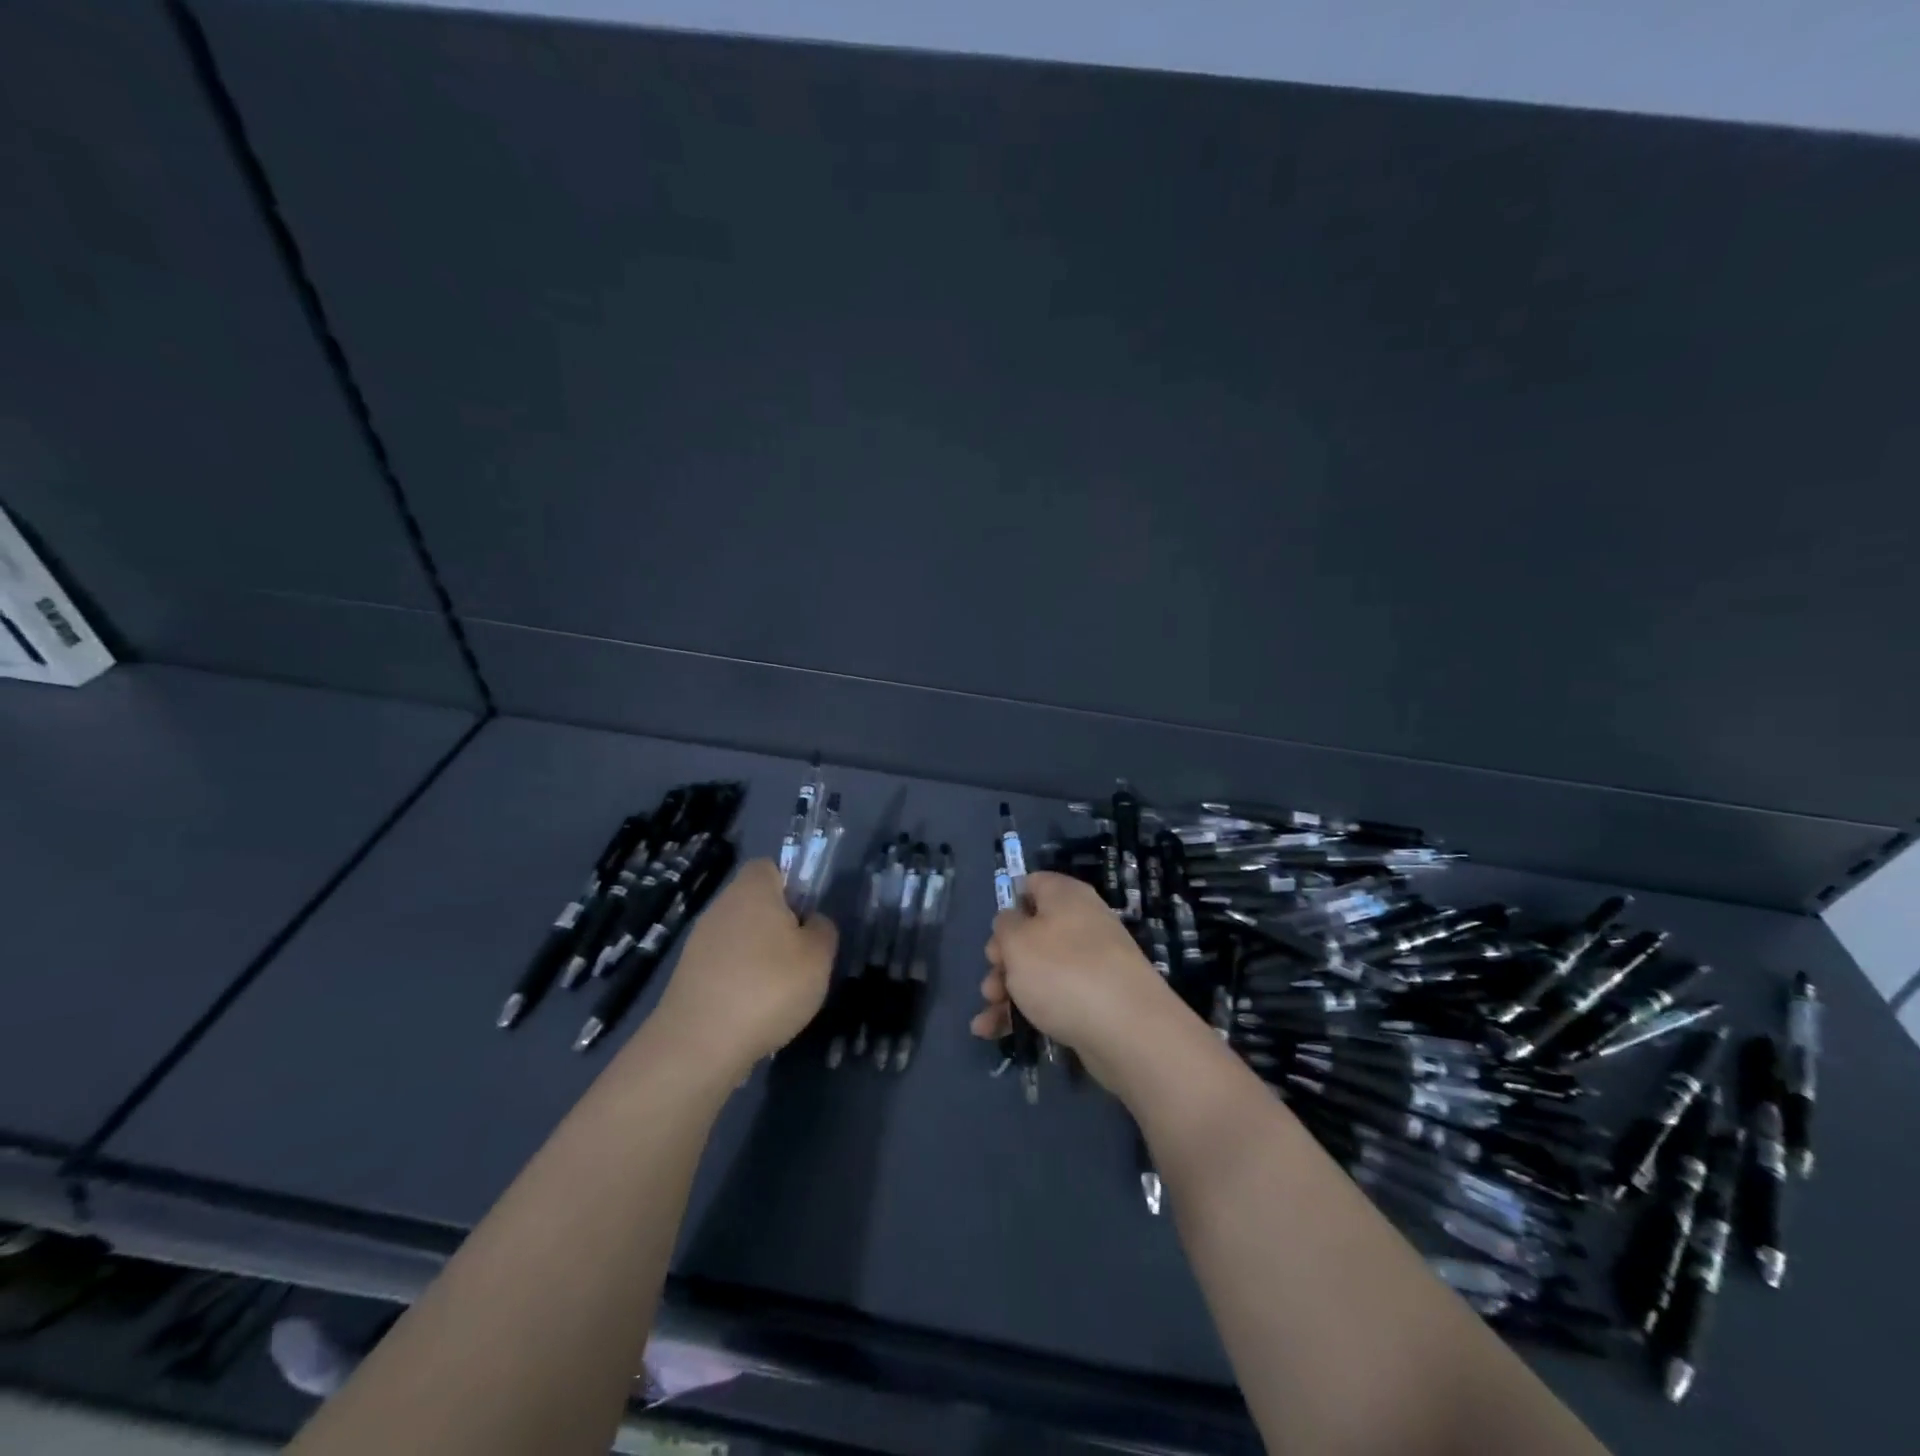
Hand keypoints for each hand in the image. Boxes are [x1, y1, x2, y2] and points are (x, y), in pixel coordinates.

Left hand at [646, 859, 836, 1076]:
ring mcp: (699, 942)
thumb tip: (812, 922)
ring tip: (781, 990)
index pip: (770, 867)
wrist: (698, 1046)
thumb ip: (823, 930)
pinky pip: (724, 966)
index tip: (808, 915)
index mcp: (752, 890)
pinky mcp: (688, 976)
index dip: (793, 884)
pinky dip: (741, 981)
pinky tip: (754, 1010)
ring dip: (760, 956)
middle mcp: (721, 907)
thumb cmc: (768, 987)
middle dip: (779, 925)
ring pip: (740, 936)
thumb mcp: (818, 957)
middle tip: (801, 956)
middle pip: (755, 903)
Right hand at [969, 871, 1181, 1088]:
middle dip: (1003, 959)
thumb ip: (1006, 925)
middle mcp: (1082, 923)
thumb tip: (1013, 921)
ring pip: (1038, 970)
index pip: (1034, 884)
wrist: (1127, 1030)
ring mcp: (1091, 963)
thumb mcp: (1018, 941)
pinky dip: (1025, 1011)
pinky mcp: (1095, 1000)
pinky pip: (1053, 997)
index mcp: (1066, 896)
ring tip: (988, 1017)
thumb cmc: (1063, 971)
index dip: (1010, 903)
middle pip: (1032, 933)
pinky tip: (996, 1032)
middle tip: (990, 981)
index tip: (995, 931)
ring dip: (1007, 991)